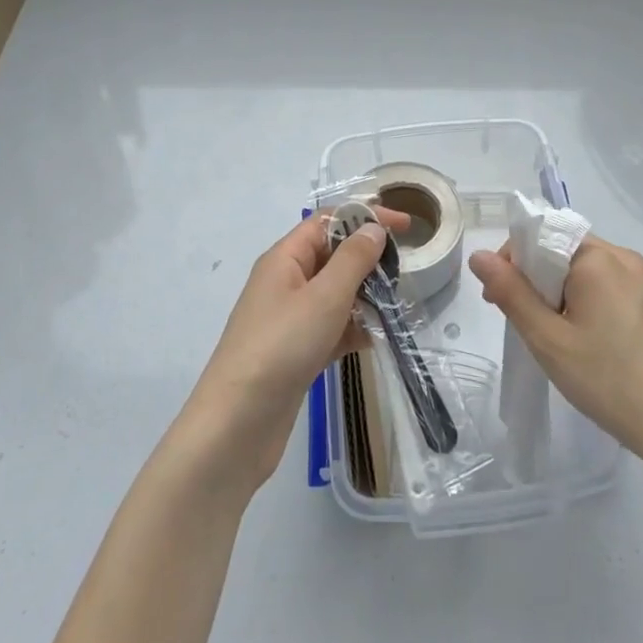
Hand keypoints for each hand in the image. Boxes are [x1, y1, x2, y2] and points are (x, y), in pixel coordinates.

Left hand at [188, 210, 406, 489]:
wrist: (237, 424)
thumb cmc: (281, 347)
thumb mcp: (324, 297)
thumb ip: (353, 259)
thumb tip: (374, 227)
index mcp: (285, 258)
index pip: (328, 221)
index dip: (366, 218)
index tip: (406, 227)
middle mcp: (286, 282)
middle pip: (333, 256)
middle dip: (368, 259)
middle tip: (404, 272)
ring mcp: (290, 319)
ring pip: (335, 294)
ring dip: (365, 296)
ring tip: (397, 306)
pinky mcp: (297, 352)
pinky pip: (332, 328)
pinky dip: (353, 329)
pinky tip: (376, 340)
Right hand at [469, 234, 642, 471]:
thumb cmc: (609, 381)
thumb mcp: (549, 340)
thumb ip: (512, 293)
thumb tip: (479, 255)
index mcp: (598, 258)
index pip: (540, 235)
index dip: (512, 262)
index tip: (498, 300)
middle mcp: (622, 256)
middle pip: (561, 249)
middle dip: (533, 279)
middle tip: (523, 323)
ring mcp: (641, 278)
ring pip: (581, 269)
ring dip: (557, 292)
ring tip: (551, 336)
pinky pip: (604, 284)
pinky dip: (581, 301)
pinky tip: (581, 339)